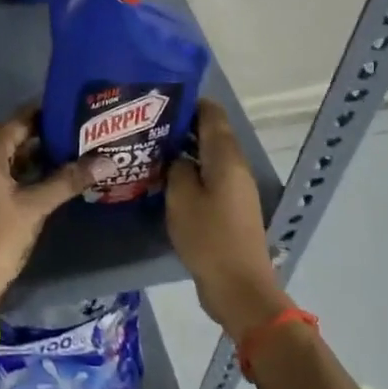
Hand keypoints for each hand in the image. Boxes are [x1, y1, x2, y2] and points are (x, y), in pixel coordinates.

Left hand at [0, 109, 101, 325]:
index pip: (21, 119)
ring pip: (13, 158)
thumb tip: (107, 161)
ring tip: (81, 150)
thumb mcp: (35, 207)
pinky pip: (8, 175)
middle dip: (50, 134)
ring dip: (42, 156)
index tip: (80, 106)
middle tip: (87, 130)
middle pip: (17, 136)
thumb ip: (68, 181)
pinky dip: (30, 174)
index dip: (49, 111)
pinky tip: (58, 178)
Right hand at [167, 101, 289, 340]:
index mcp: (226, 157)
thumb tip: (178, 157)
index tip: (160, 102)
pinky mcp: (231, 208)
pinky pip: (210, 178)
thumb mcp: (181, 198)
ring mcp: (236, 188)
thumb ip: (177, 168)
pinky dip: (192, 172)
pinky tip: (167, 180)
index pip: (212, 114)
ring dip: (185, 151)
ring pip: (209, 157)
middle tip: (148, 126)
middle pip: (211, 134)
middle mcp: (235, 167)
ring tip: (152, 150)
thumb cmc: (208, 237)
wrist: (238, 286)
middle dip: (182, 127)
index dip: (189, 103)